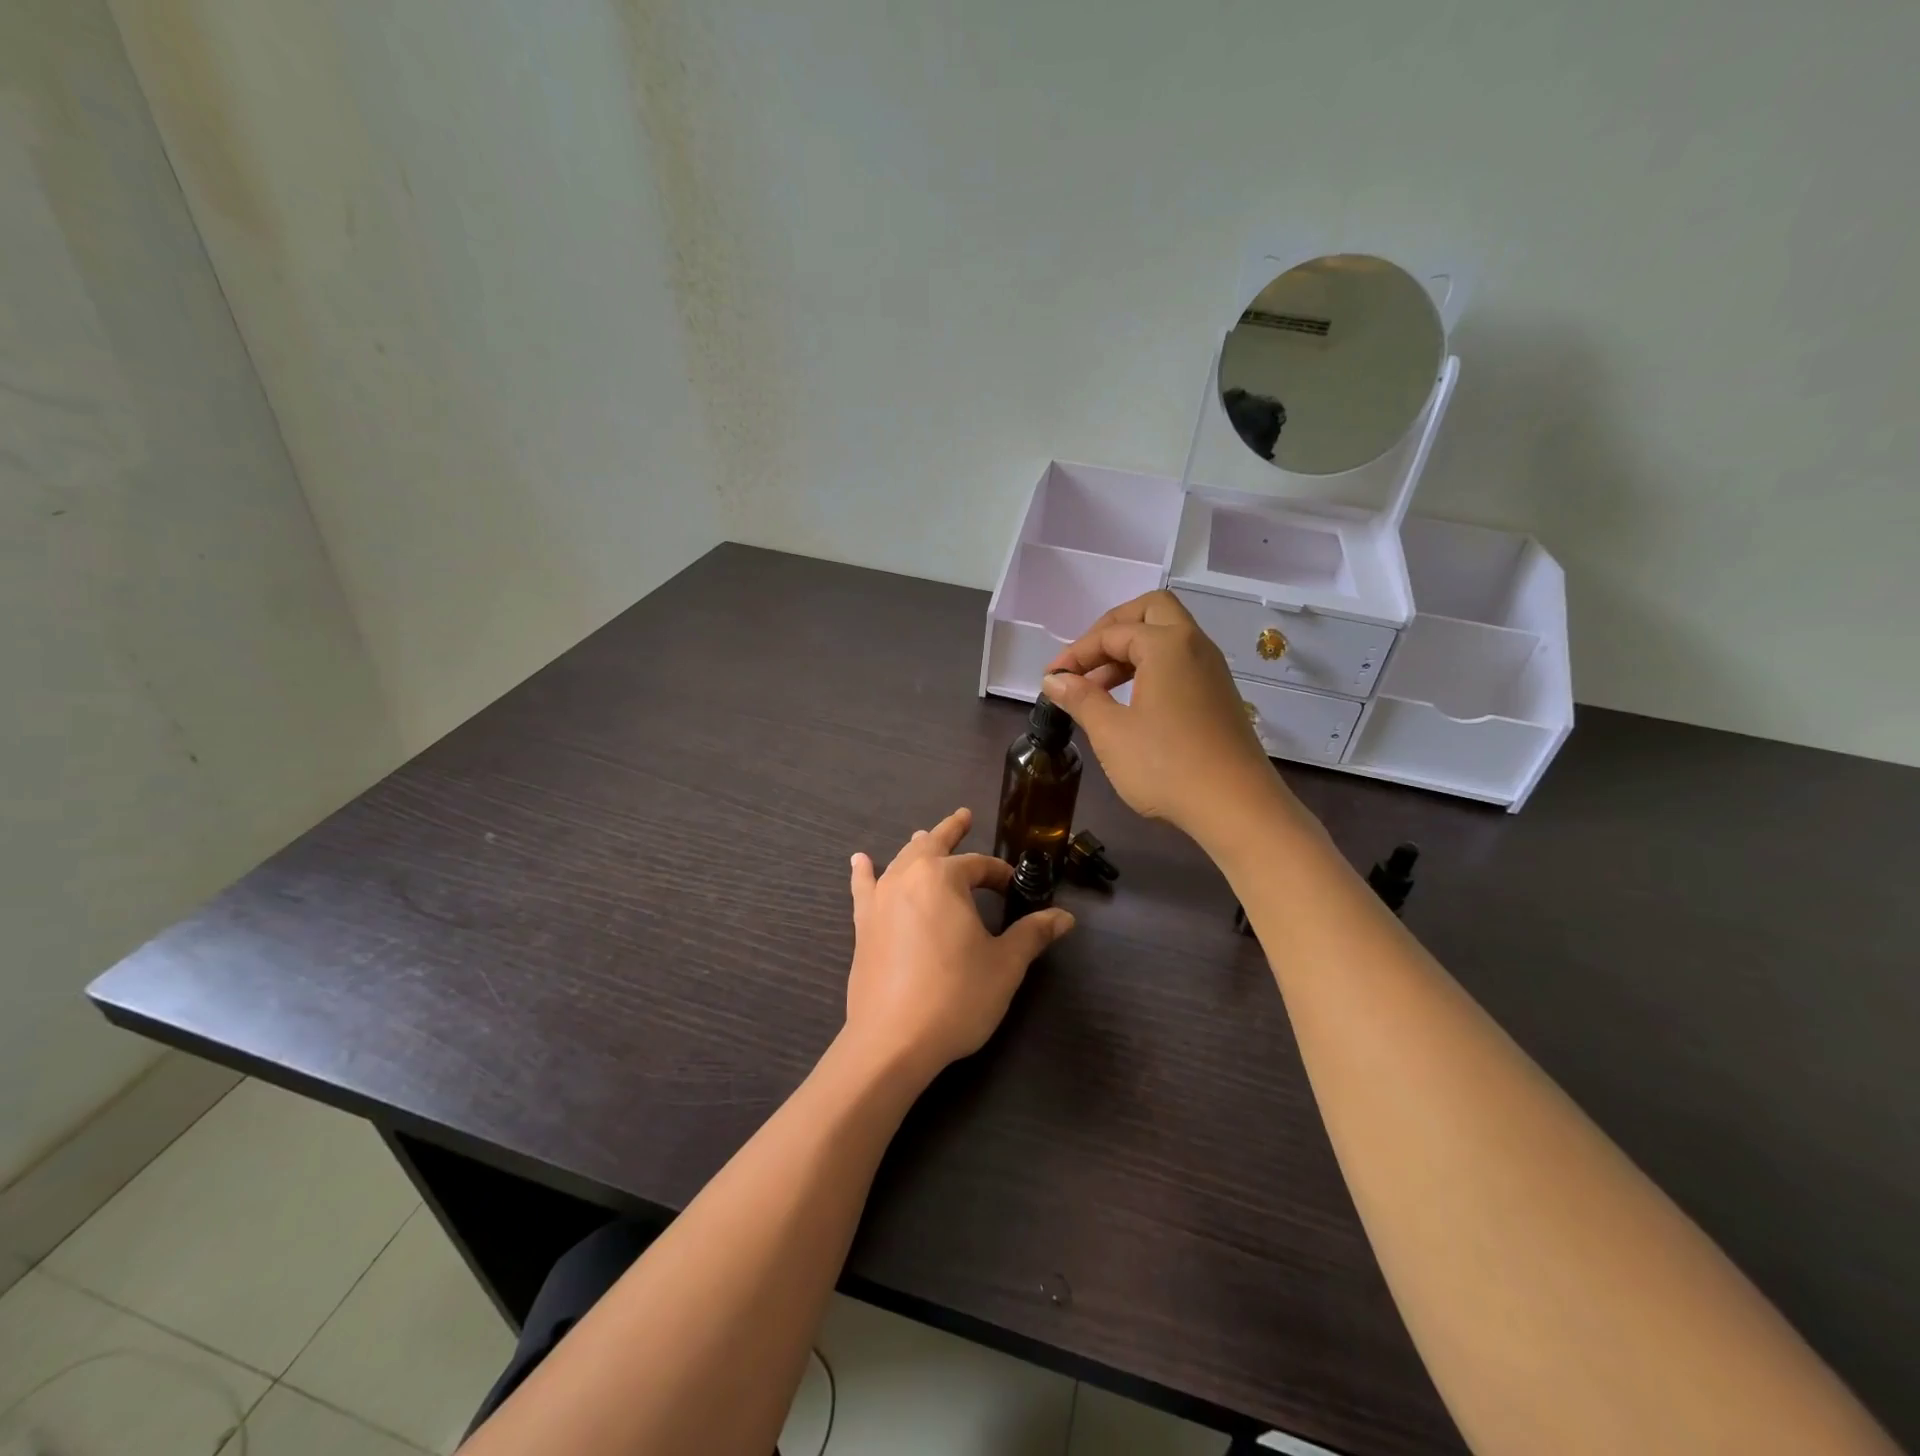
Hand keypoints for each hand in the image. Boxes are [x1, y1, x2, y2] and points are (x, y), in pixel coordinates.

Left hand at [845, 808, 1074, 1077]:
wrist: (892, 1041)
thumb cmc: (956, 997)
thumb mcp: (1004, 965)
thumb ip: (1032, 934)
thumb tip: (1064, 917)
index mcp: (944, 879)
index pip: (978, 865)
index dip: (999, 874)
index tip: (1014, 888)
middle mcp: (908, 878)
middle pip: (932, 845)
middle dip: (951, 830)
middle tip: (964, 816)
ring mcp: (880, 900)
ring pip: (901, 861)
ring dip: (916, 847)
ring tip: (923, 834)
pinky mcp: (863, 925)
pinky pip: (864, 888)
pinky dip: (863, 872)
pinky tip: (860, 860)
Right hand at [1041, 591, 1289, 845]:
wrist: (1237, 808)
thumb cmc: (1166, 765)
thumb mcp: (1111, 732)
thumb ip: (1081, 699)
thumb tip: (1055, 680)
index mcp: (1167, 644)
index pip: (1112, 632)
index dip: (1076, 652)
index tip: (1051, 679)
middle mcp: (1194, 646)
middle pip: (1150, 612)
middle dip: (1111, 630)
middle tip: (1084, 662)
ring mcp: (1211, 670)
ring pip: (1167, 638)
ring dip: (1130, 652)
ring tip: (1097, 689)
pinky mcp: (1219, 696)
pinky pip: (1179, 663)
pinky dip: (1150, 669)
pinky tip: (1130, 704)